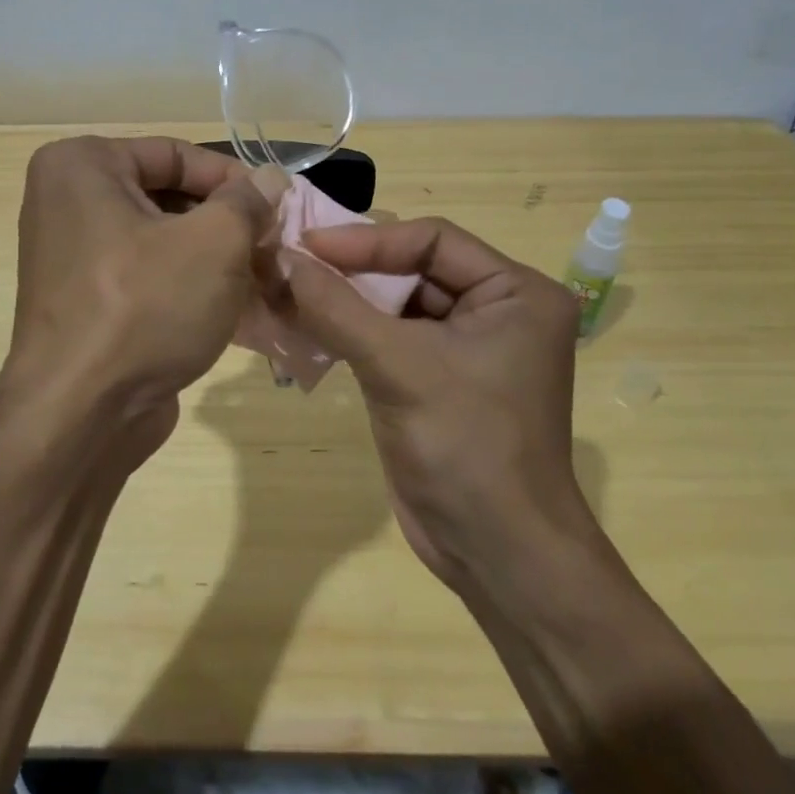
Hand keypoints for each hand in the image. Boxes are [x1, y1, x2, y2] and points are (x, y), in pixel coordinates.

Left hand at [0, 136, 280, 473]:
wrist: (80, 416)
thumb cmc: (144, 307)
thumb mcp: (214, 243)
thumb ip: (247, 202)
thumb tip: (270, 179)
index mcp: (81, 166)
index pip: (175, 154)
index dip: (233, 179)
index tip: (277, 208)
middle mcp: (67, 201)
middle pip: (168, 196)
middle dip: (225, 223)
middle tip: (272, 247)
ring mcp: (72, 255)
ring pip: (161, 240)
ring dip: (214, 258)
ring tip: (262, 278)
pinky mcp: (84, 301)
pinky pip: (146, 276)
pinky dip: (188, 285)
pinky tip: (235, 307)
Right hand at [282, 217, 588, 592]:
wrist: (496, 553)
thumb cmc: (465, 444)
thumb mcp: (397, 366)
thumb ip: (335, 307)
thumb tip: (279, 257)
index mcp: (515, 292)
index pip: (433, 240)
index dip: (366, 239)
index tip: (306, 244)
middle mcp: (497, 310)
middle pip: (412, 268)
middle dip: (351, 269)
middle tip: (289, 262)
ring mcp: (466, 347)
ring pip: (395, 304)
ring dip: (343, 300)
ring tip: (286, 289)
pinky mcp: (437, 378)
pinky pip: (388, 337)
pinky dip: (349, 331)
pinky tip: (304, 325)